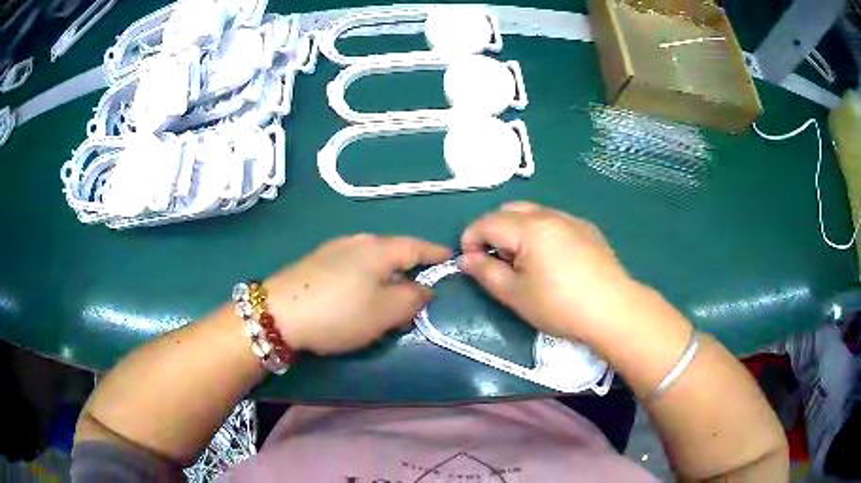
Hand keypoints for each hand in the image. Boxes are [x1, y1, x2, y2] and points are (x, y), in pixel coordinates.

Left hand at [263, 235, 450, 354]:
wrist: (277, 312)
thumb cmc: (339, 312)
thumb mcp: (385, 311)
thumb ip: (413, 298)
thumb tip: (424, 289)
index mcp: (379, 248)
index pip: (417, 246)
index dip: (436, 253)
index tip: (451, 258)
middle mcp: (358, 241)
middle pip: (395, 254)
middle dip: (411, 273)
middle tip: (418, 299)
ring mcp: (335, 249)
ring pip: (373, 263)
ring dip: (387, 281)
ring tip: (388, 306)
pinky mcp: (318, 262)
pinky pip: (354, 268)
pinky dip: (367, 283)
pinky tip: (359, 301)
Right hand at [460, 201, 639, 344]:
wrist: (613, 310)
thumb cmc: (559, 306)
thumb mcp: (515, 294)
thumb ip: (485, 272)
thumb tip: (466, 258)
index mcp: (528, 227)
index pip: (486, 223)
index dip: (470, 241)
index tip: (471, 265)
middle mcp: (549, 214)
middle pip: (508, 211)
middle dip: (493, 232)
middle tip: (497, 263)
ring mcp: (571, 219)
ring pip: (532, 213)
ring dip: (516, 230)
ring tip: (524, 262)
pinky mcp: (587, 229)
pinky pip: (554, 221)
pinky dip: (540, 232)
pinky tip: (551, 260)